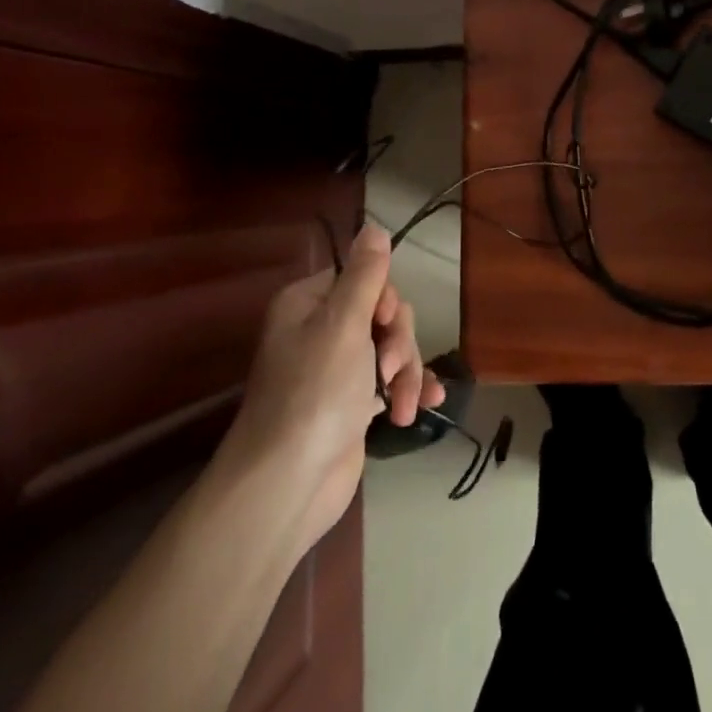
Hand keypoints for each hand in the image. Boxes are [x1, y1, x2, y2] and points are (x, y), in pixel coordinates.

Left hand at [217, 222, 443, 547]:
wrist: (287, 486)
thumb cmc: (314, 394)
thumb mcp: (343, 324)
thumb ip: (365, 274)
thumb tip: (373, 225)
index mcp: (309, 304)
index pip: (364, 277)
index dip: (384, 299)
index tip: (383, 323)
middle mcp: (320, 331)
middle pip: (384, 313)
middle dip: (399, 341)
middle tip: (390, 369)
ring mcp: (337, 370)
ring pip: (393, 348)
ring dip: (408, 372)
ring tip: (404, 404)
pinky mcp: (351, 405)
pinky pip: (392, 381)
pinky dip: (409, 390)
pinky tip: (425, 405)